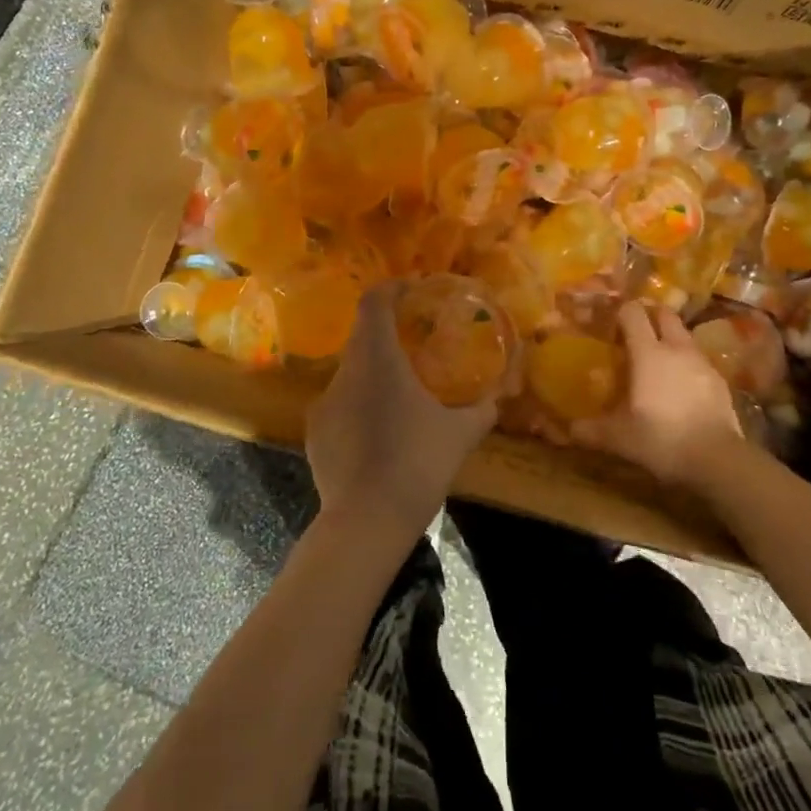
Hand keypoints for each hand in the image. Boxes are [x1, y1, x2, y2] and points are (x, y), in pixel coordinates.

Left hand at [305, 282, 499, 547]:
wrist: (367, 522)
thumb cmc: (418, 464)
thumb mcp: (460, 435)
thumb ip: (481, 410)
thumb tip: (496, 399)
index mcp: (377, 359)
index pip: (373, 302)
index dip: (392, 288)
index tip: (413, 290)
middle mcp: (344, 373)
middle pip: (362, 337)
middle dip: (388, 336)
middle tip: (416, 346)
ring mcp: (323, 403)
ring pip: (351, 374)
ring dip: (374, 375)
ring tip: (401, 398)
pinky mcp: (314, 433)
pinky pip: (340, 406)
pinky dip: (359, 407)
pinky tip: (379, 435)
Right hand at [576, 301, 756, 490]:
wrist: (718, 460)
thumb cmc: (661, 439)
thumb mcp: (619, 438)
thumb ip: (591, 430)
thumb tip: (570, 430)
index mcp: (648, 353)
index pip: (633, 313)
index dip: (621, 311)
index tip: (611, 319)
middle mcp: (676, 349)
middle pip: (664, 314)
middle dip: (650, 315)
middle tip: (635, 330)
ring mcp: (702, 363)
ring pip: (684, 336)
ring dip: (671, 339)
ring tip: (658, 359)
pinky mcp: (721, 382)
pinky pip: (699, 361)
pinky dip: (687, 364)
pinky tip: (681, 386)